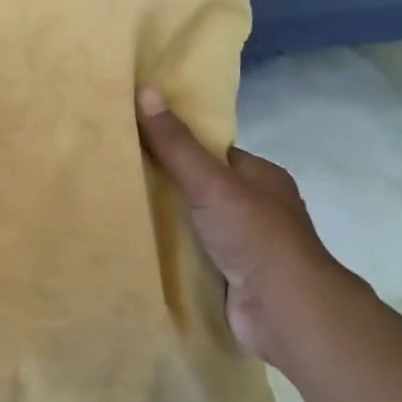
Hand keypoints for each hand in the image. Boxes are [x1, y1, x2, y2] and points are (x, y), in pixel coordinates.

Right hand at [136, 87, 361, 366]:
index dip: (177, 145)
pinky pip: (192, 255)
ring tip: (116, 209)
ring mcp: (244, 245)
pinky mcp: (230, 277)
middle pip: (200, 188)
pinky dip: (169, 253)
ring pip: (194, 224)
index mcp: (262, 178)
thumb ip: (176, 143)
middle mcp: (257, 208)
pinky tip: (137, 247)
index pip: (212, 153)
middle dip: (165, 186)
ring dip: (165, 222)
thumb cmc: (255, 236)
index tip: (135, 140)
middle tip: (117, 176)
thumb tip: (145, 90)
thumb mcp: (210, 182)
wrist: (285, 311)